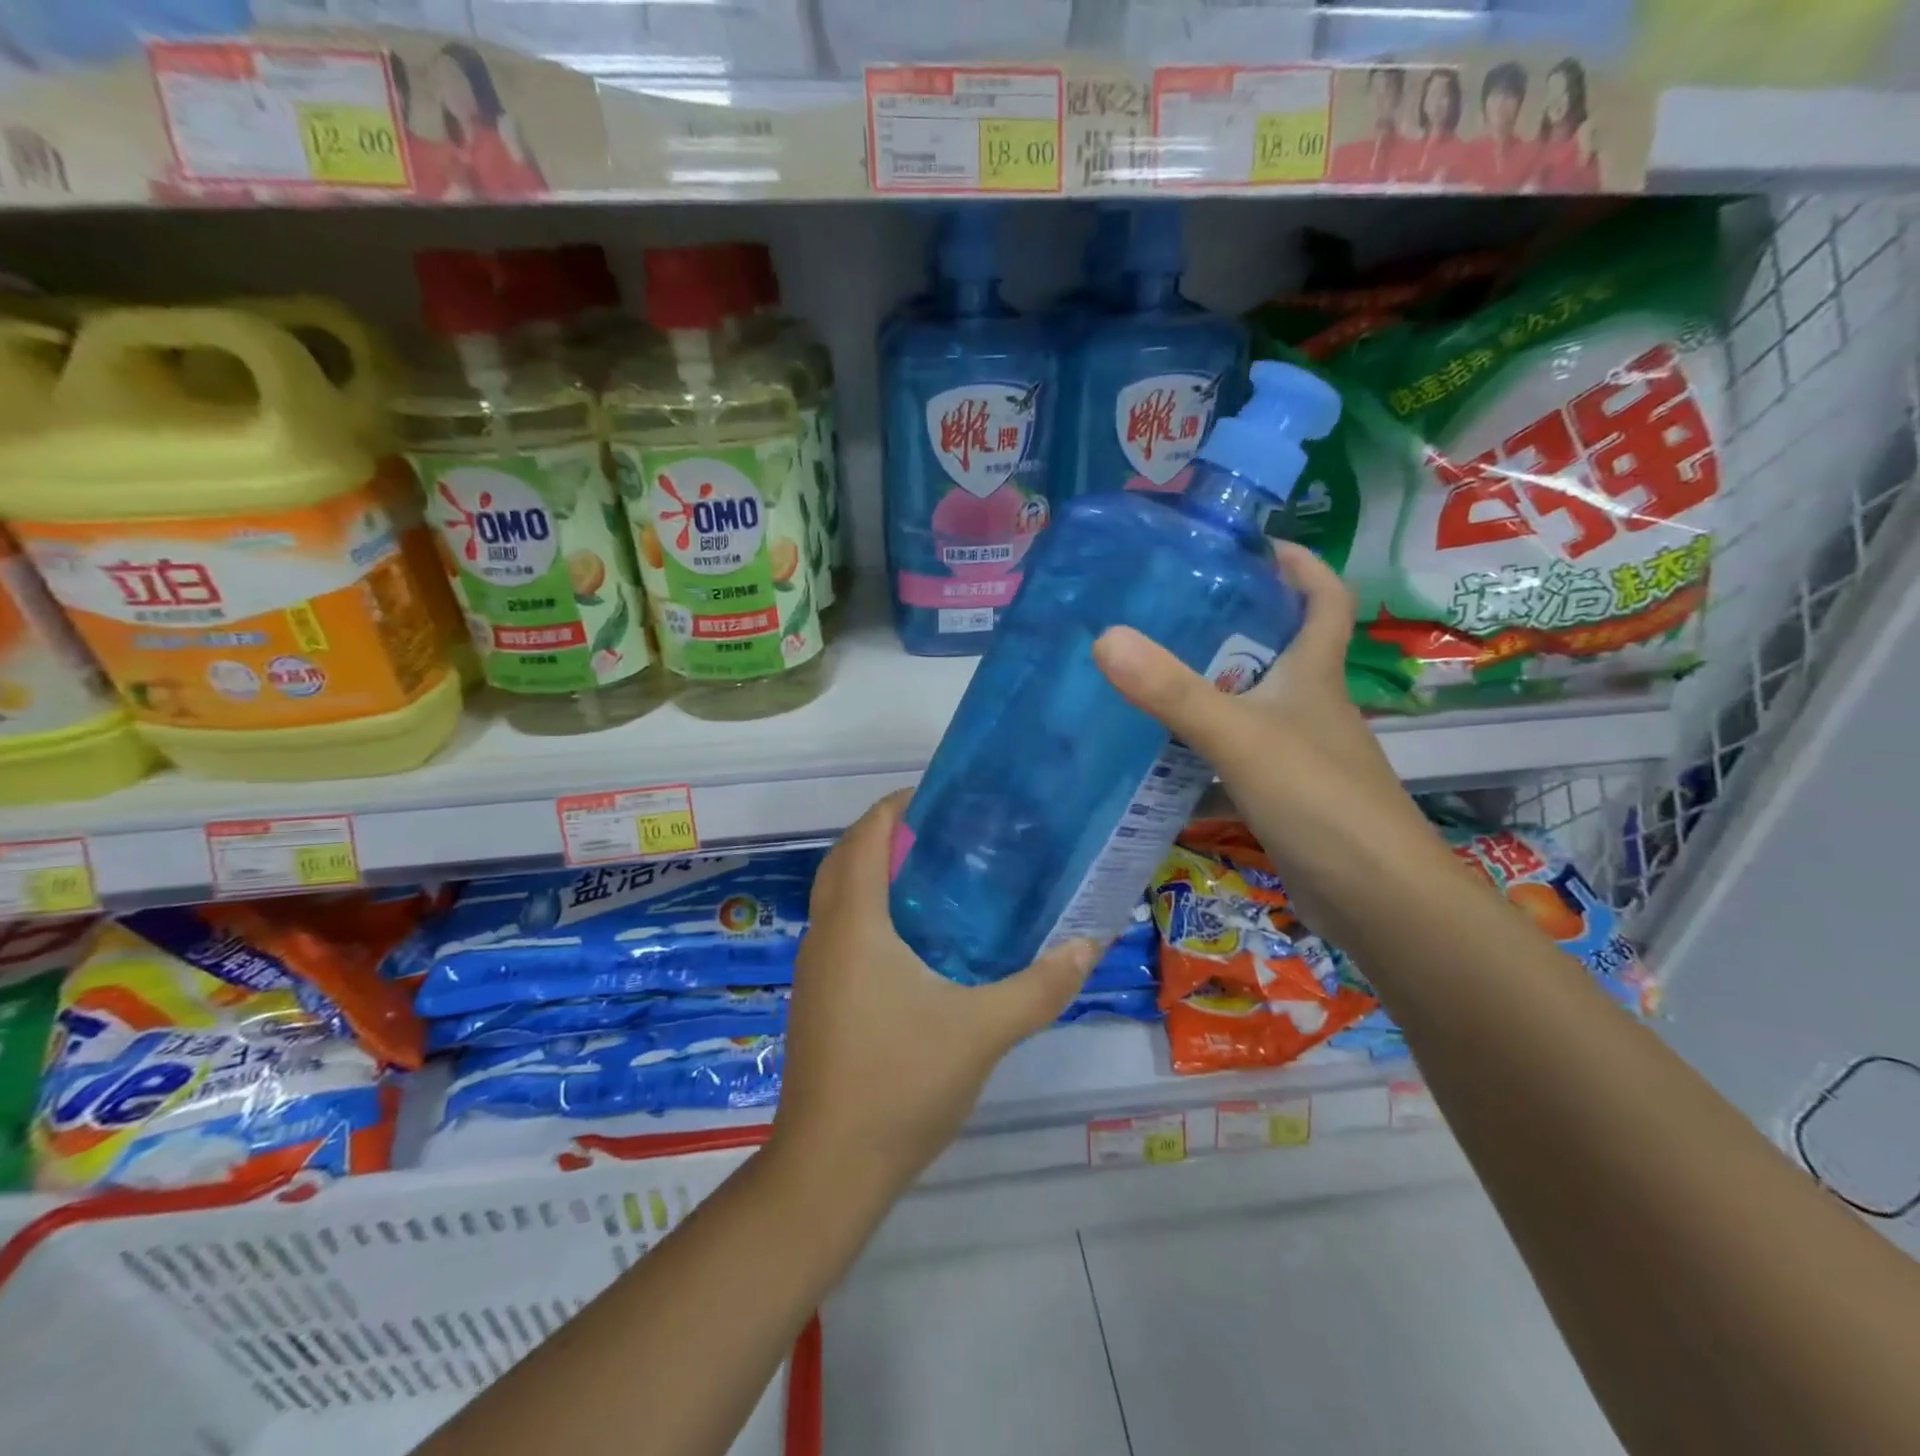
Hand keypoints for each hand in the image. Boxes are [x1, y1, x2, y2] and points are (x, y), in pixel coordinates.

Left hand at [770, 792, 1099, 1201]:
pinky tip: (915, 938)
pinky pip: (840, 928)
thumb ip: (1040, 986)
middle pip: (846, 858)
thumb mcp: (983, 1030)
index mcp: (854, 924)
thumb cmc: (901, 1082)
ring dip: (874, 871)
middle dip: (886, 834)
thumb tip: (1088, 944)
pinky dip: (868, 908)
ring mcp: (815, 969)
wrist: (830, 1167)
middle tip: (945, 833)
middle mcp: (825, 935)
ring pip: (838, 895)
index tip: (942, 797)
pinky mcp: (818, 998)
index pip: (867, 837)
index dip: (897, 807)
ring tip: (934, 873)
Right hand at [1092, 542, 1441, 937]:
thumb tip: (1106, 637)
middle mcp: (1310, 704)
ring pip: (1252, 699)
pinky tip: (1161, 747)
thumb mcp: (1241, 738)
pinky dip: (1203, 740)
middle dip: (1232, 619)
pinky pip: (1236, 749)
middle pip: (1278, 644)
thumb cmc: (1320, 803)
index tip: (1249, 545)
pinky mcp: (1282, 792)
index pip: (1323, 597)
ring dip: (1210, 682)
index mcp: (1315, 674)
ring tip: (1148, 668)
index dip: (1298, 563)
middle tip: (1167, 606)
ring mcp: (1298, 751)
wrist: (1377, 902)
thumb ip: (1175, 693)